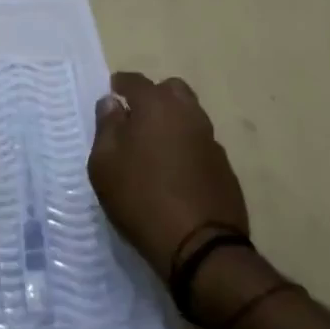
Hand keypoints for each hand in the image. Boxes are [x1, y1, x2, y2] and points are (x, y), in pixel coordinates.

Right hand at [90, 71, 247, 274]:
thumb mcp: (105, 163)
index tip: (112, 93)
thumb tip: (111, 102)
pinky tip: (176, 172)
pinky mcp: (225, 168)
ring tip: (155, 148)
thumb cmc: (141, 198)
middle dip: (154, 97)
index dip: (120, 84)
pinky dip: (187, 148)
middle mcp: (188, 113)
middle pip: (171, 90)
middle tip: (136, 118)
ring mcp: (211, 140)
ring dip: (173, 122)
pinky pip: (201, 144)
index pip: (135, 80)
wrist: (200, 247)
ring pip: (190, 116)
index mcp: (156, 105)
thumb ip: (107, 126)